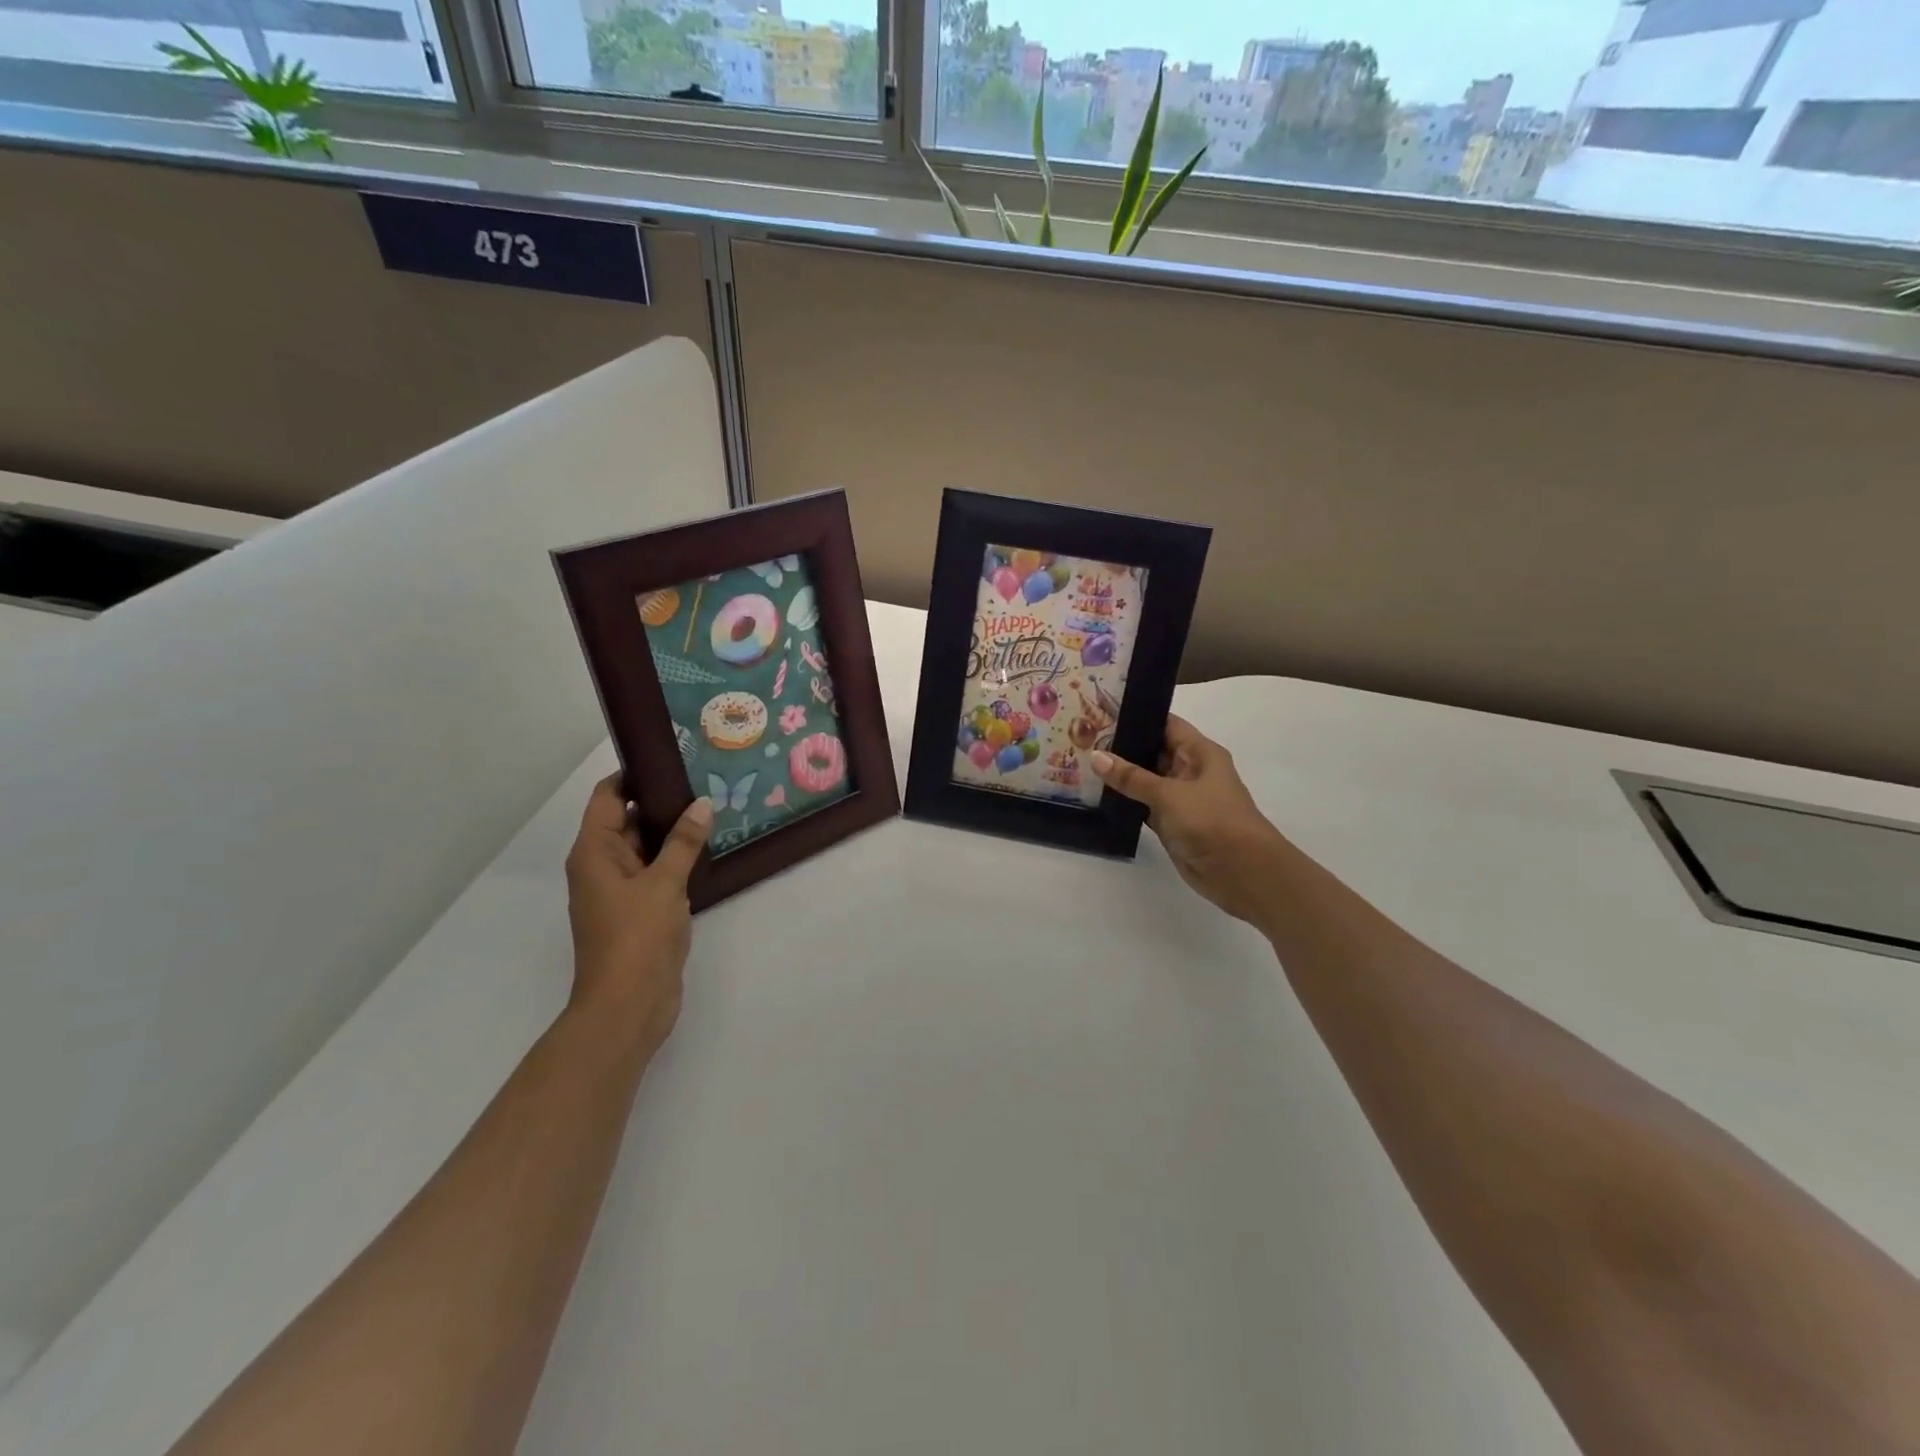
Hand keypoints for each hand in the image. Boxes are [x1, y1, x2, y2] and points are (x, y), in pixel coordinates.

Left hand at [564, 775, 711, 1057]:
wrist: (628, 1006)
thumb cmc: (636, 938)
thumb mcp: (664, 883)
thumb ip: (683, 842)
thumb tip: (700, 804)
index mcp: (594, 852)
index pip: (609, 797)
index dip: (634, 774)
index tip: (671, 757)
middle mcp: (601, 866)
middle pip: (628, 819)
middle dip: (662, 801)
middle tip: (704, 779)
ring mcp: (620, 890)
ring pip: (645, 847)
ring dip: (673, 831)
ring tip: (712, 807)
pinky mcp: (639, 911)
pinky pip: (656, 872)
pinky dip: (676, 859)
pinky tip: (708, 849)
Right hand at [1092, 717, 1288, 926]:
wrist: (1242, 872)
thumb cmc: (1212, 821)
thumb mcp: (1169, 793)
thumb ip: (1131, 777)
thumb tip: (1095, 756)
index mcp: (1200, 753)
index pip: (1166, 724)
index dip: (1137, 716)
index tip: (1101, 710)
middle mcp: (1191, 771)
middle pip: (1153, 751)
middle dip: (1122, 745)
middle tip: (1082, 736)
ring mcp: (1181, 798)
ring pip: (1146, 780)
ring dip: (1121, 775)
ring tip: (1081, 760)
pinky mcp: (1172, 823)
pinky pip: (1144, 805)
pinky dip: (1125, 801)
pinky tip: (1097, 794)